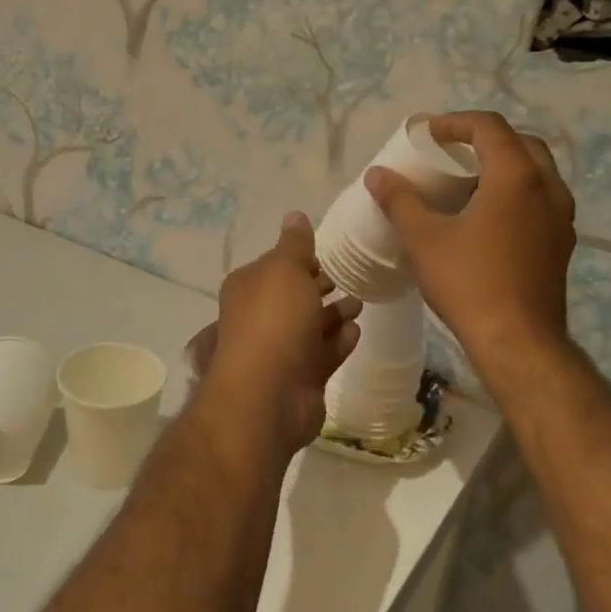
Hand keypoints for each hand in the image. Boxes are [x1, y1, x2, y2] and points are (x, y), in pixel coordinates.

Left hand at [185, 213, 362, 452]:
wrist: (268, 396)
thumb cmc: (274, 322)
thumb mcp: (284, 270)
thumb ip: (294, 244)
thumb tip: (295, 215)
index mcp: (249, 287)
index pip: (276, 265)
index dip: (302, 258)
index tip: (330, 251)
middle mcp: (260, 317)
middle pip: (294, 296)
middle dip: (319, 286)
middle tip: (351, 276)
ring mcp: (281, 351)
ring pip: (311, 325)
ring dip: (334, 313)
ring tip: (361, 301)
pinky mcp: (302, 378)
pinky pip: (324, 353)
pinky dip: (339, 341)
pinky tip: (357, 331)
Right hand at [365, 111, 575, 360]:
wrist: (518, 342)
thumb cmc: (469, 283)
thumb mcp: (424, 239)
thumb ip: (399, 200)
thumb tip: (377, 174)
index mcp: (516, 176)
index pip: (489, 127)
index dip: (454, 122)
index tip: (426, 134)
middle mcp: (547, 187)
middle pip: (519, 143)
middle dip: (484, 140)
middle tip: (451, 153)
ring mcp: (561, 216)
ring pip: (536, 171)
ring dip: (504, 165)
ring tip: (468, 182)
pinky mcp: (562, 242)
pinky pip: (541, 199)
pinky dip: (516, 192)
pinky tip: (489, 218)